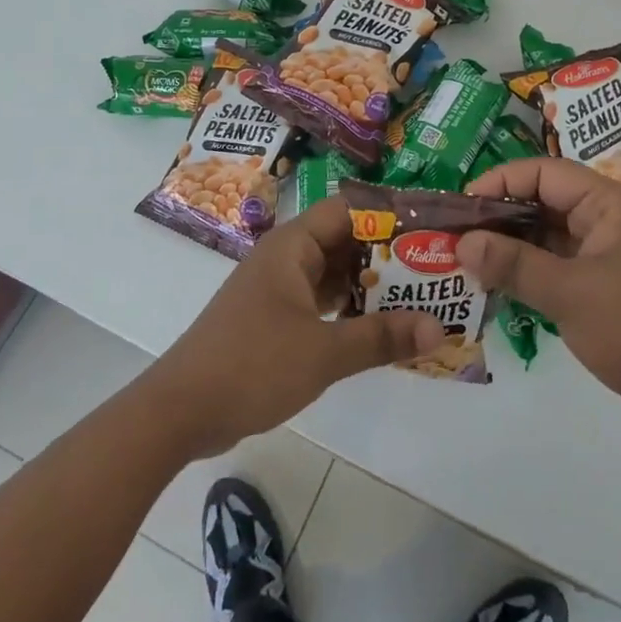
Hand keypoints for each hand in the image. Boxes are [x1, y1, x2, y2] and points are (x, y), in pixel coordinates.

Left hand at [145, 198, 444, 458]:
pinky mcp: (274, 320)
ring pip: (334, 275)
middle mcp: (286, 258)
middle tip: (438, 267)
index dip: (390, 215)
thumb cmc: (252, 365)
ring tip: (422, 297)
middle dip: (389, 255)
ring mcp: (278, 290)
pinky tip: (382, 329)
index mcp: (293, 246)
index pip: (349, 210)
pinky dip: (350, 312)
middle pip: (345, 242)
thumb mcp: (324, 352)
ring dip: (371, 287)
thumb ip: (381, 337)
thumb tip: (439, 328)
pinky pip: (321, 302)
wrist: (181, 411)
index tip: (432, 227)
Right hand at [460, 157, 620, 447]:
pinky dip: (526, 275)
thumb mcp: (571, 294)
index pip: (545, 172)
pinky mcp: (603, 292)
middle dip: (499, 217)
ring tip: (465, 263)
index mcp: (609, 205)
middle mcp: (607, 223)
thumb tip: (462, 242)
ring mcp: (606, 259)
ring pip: (546, 239)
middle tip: (454, 237)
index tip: (462, 207)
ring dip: (509, 248)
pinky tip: (494, 289)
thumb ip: (515, 265)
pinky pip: (555, 270)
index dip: (501, 181)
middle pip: (543, 203)